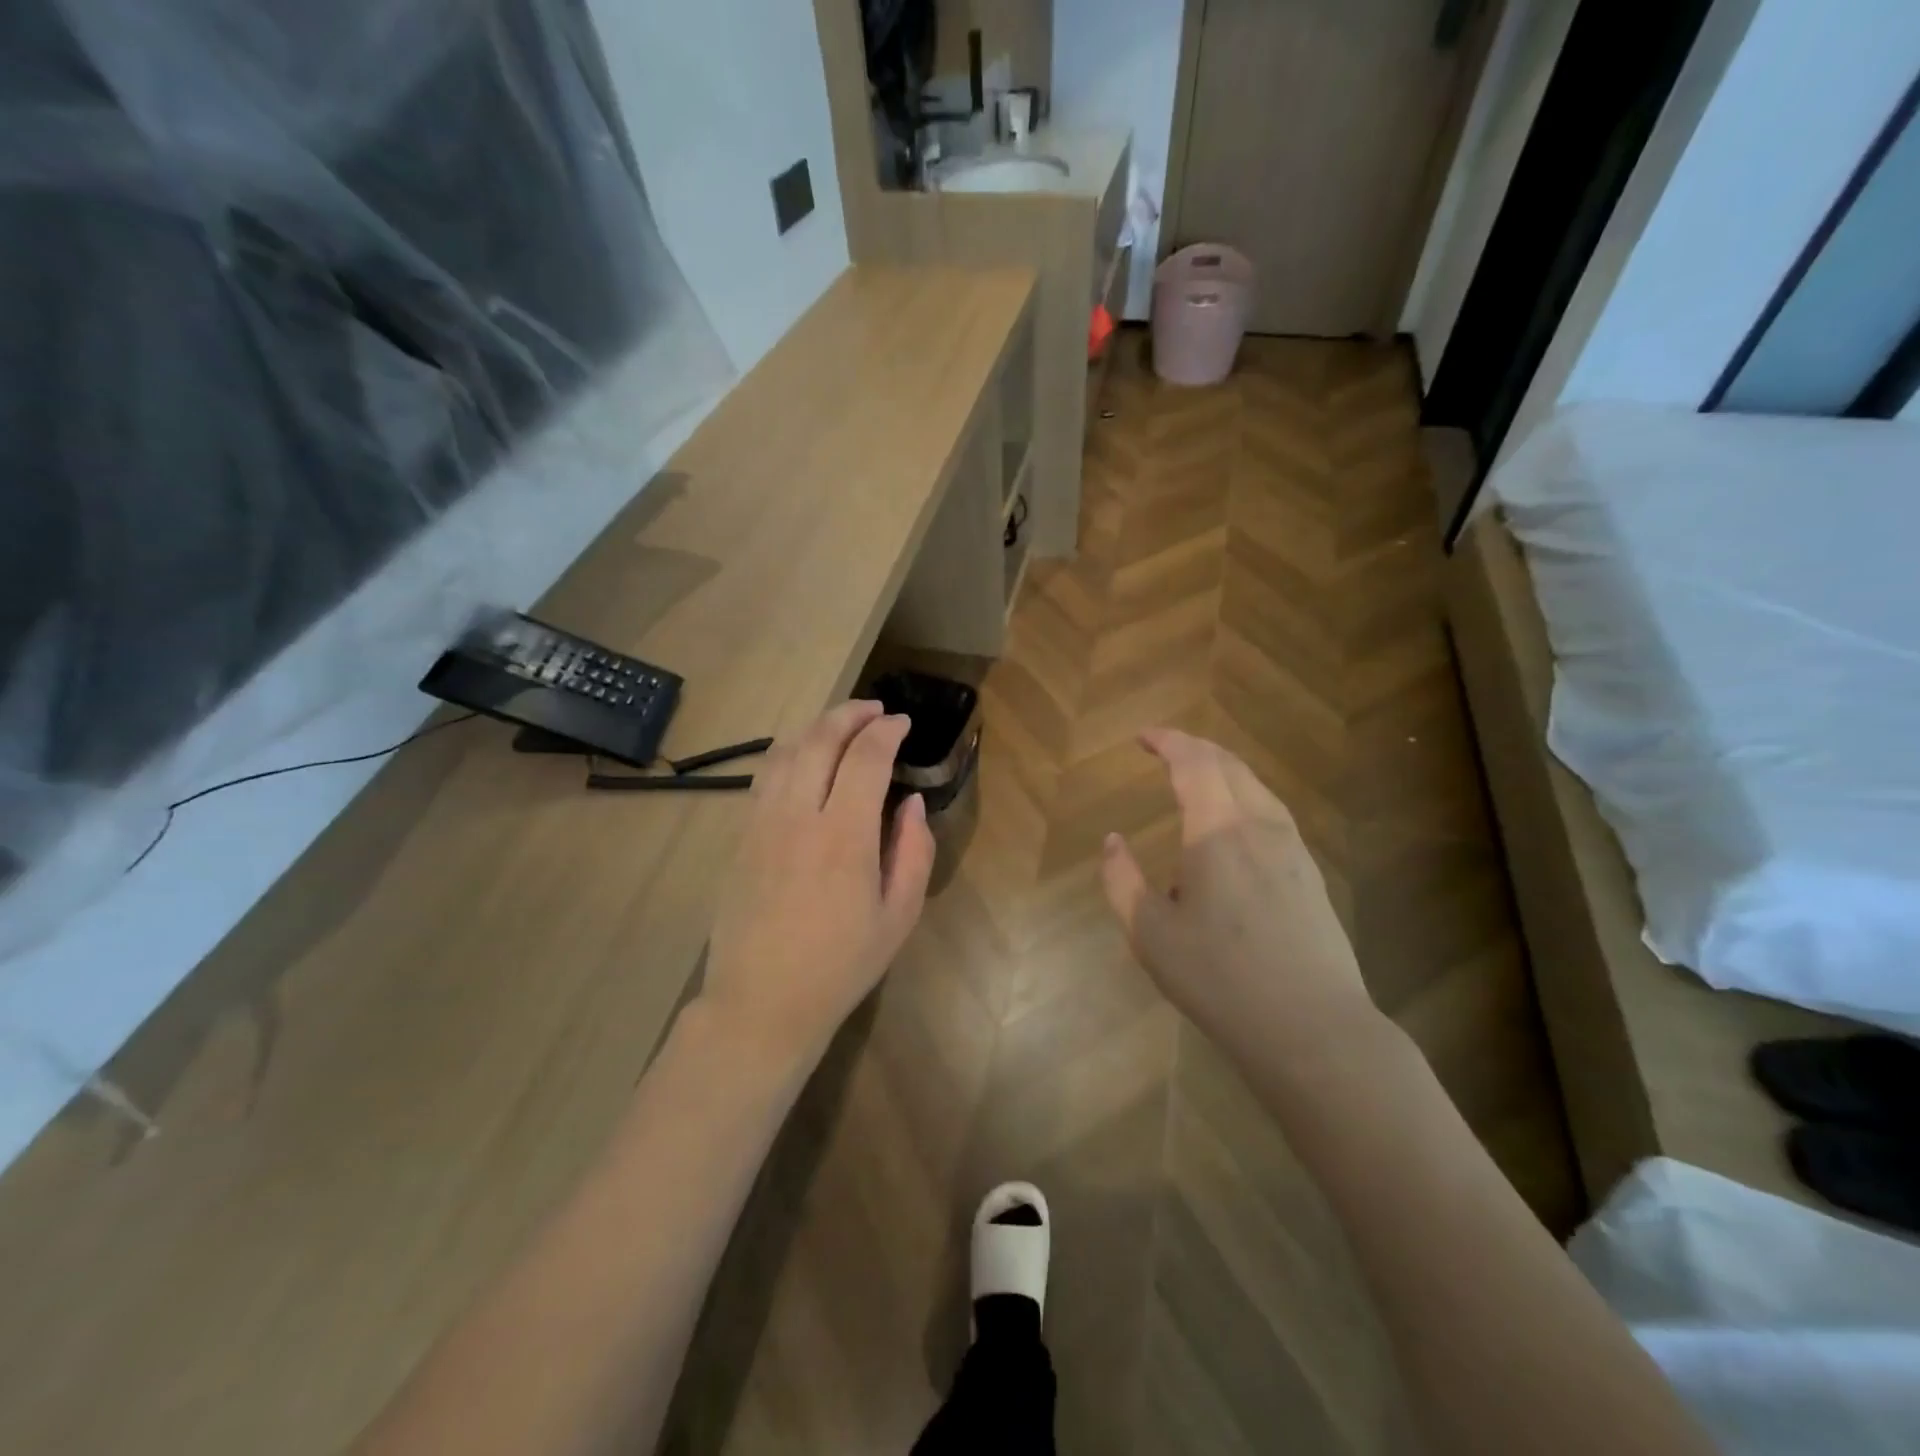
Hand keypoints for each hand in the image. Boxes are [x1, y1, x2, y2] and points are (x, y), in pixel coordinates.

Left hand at [700, 700, 935, 1063]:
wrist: (761, 1002)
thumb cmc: (841, 965)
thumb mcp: (899, 916)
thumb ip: (914, 851)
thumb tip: (911, 803)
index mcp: (844, 836)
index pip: (865, 757)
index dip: (886, 731)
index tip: (902, 723)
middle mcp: (798, 816)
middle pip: (821, 739)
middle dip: (851, 714)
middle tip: (875, 710)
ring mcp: (761, 823)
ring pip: (786, 750)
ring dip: (817, 726)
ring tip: (842, 724)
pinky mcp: (741, 836)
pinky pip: (764, 776)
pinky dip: (790, 752)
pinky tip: (804, 758)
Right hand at [1100, 728, 1377, 1065]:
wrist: (1314, 1029)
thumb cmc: (1221, 980)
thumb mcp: (1150, 935)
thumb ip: (1123, 881)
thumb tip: (1113, 840)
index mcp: (1218, 831)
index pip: (1194, 762)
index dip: (1168, 741)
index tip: (1143, 737)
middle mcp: (1260, 826)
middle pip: (1229, 765)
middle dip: (1194, 748)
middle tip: (1164, 748)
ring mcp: (1292, 849)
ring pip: (1256, 786)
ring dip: (1221, 771)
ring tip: (1195, 778)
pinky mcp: (1309, 874)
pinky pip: (1271, 812)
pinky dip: (1242, 797)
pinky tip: (1231, 826)